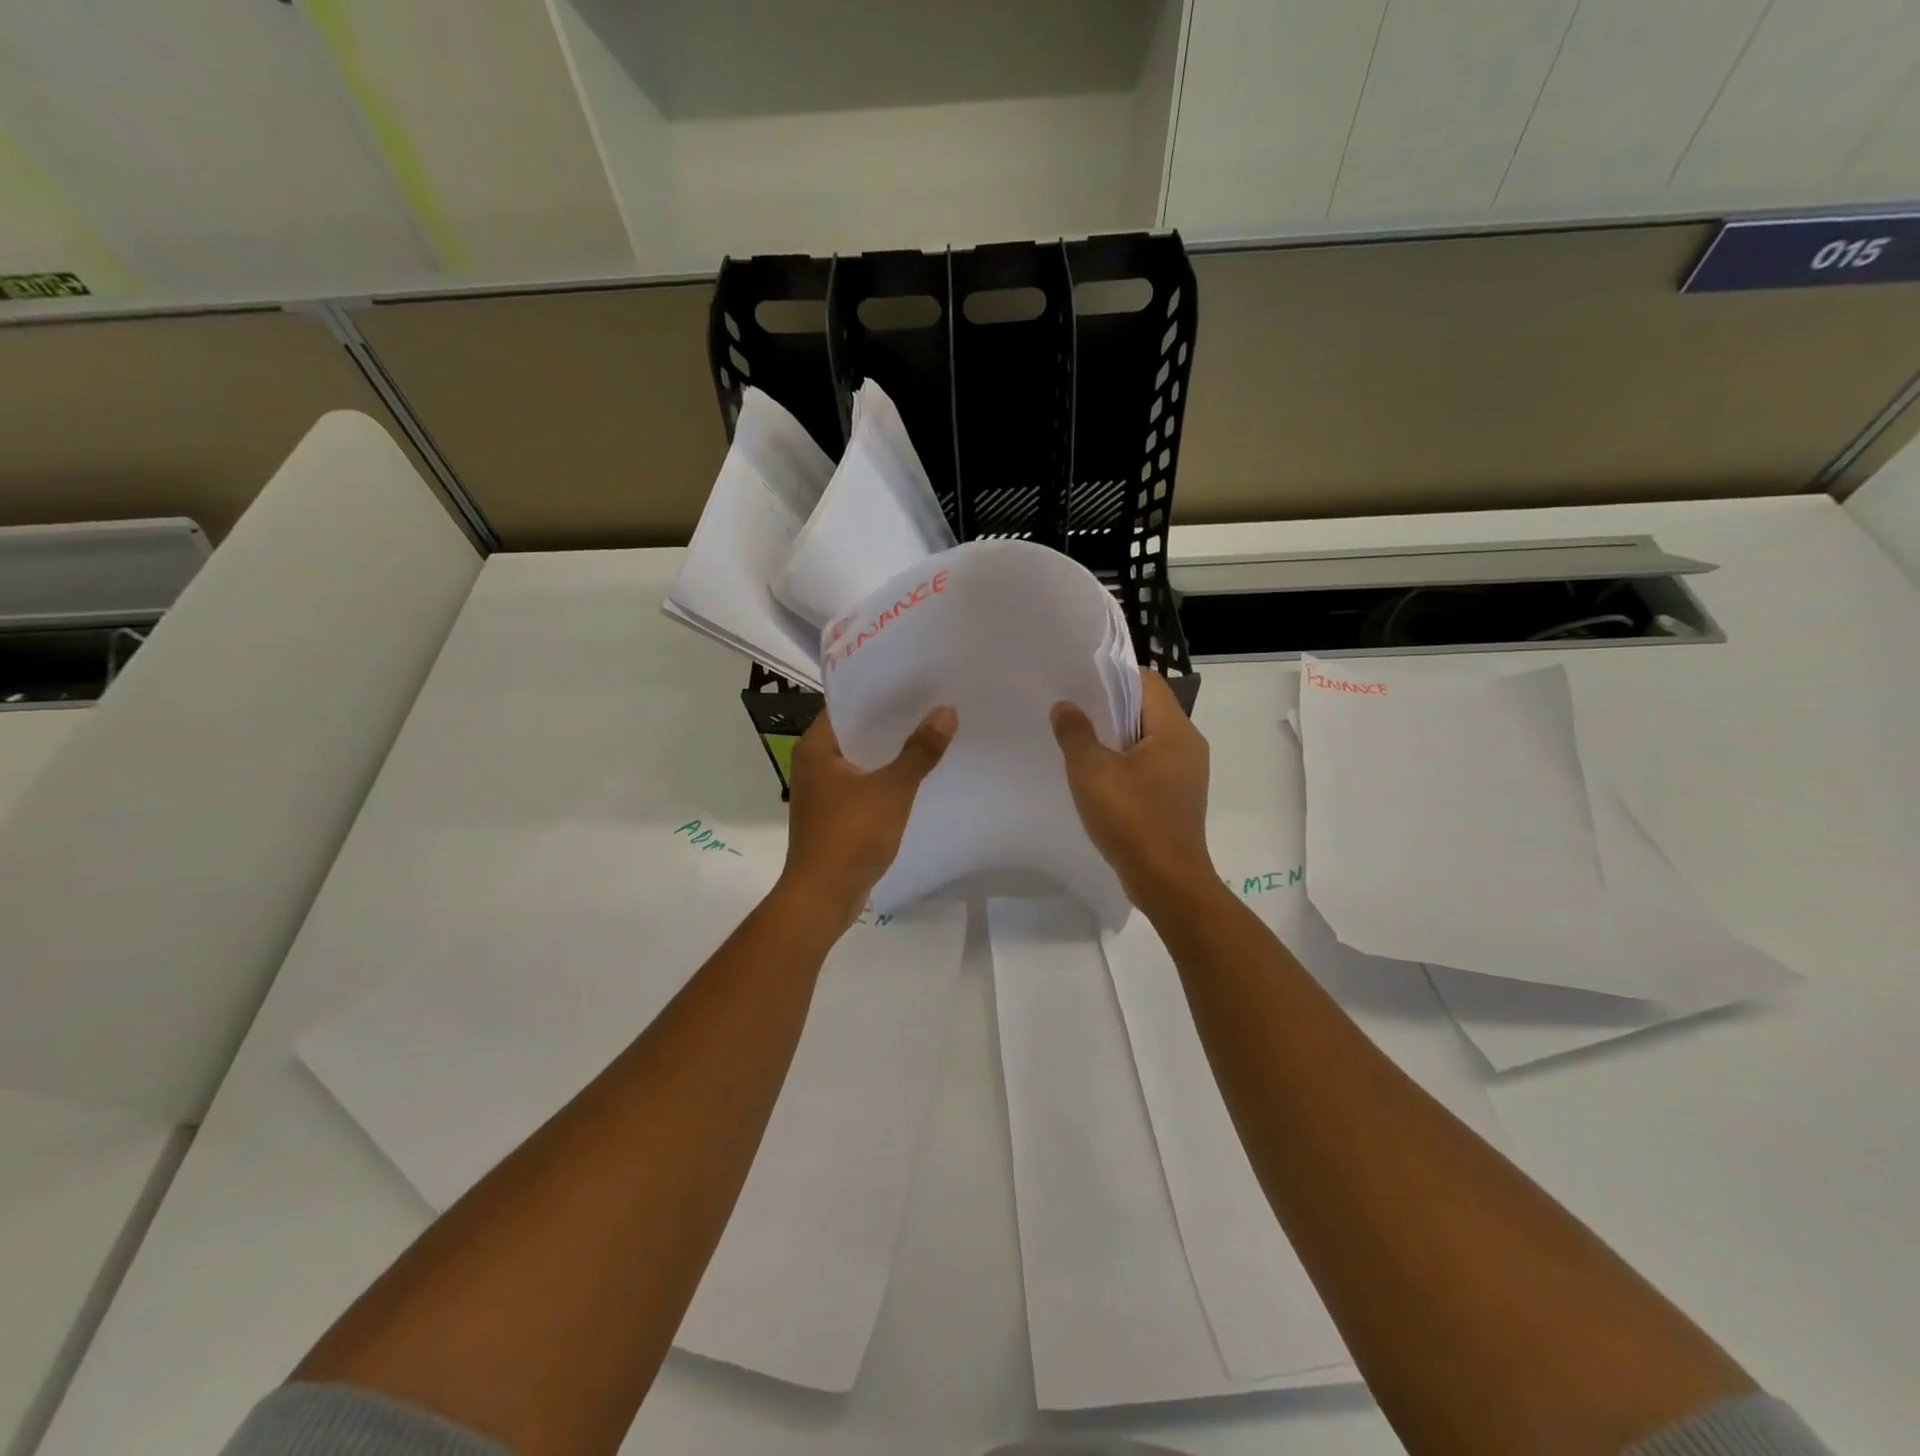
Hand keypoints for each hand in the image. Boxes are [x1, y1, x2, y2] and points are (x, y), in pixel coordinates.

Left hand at [779, 705, 956, 928]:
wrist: (823, 896)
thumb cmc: (850, 835)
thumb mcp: (892, 789)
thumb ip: (920, 751)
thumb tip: (946, 711)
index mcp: (816, 748)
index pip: (846, 705)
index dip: (878, 691)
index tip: (912, 680)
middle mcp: (813, 764)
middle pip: (855, 731)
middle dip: (890, 720)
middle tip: (929, 701)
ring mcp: (822, 791)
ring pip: (860, 759)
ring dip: (889, 750)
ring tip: (928, 730)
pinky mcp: (833, 814)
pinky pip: (862, 784)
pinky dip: (884, 776)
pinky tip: (914, 773)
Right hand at [1051, 670, 1213, 910]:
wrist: (1167, 882)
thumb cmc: (1132, 819)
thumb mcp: (1092, 772)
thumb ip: (1075, 733)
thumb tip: (1065, 707)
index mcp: (1175, 730)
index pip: (1146, 682)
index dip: (1113, 677)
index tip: (1079, 683)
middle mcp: (1188, 745)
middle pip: (1147, 709)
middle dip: (1110, 707)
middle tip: (1072, 711)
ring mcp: (1186, 773)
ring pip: (1147, 739)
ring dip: (1115, 738)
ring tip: (1080, 742)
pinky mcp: (1178, 797)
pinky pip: (1150, 765)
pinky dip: (1125, 763)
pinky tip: (1099, 778)